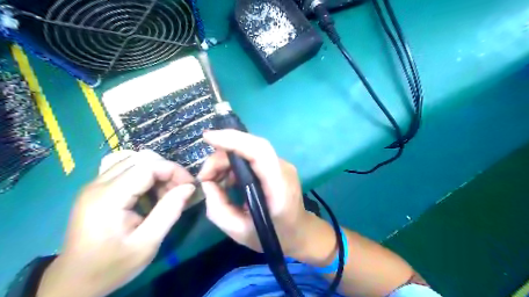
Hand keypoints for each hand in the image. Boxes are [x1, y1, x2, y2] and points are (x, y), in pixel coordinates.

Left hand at [38, 151, 195, 296]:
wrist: (74, 281)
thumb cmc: (112, 265)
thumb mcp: (147, 243)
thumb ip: (169, 212)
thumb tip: (189, 187)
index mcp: (108, 198)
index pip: (148, 166)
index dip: (174, 170)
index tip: (190, 186)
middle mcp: (98, 184)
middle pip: (141, 158)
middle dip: (167, 170)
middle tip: (179, 191)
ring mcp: (95, 184)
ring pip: (134, 160)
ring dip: (157, 171)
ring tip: (166, 192)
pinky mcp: (97, 188)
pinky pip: (126, 168)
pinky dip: (145, 174)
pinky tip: (150, 192)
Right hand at [197, 129, 326, 259]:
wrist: (300, 232)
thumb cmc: (273, 236)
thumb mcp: (239, 232)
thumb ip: (218, 209)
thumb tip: (207, 183)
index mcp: (279, 187)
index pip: (260, 151)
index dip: (234, 140)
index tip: (208, 138)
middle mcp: (283, 169)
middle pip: (251, 147)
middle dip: (222, 156)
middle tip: (205, 176)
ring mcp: (282, 165)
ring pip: (249, 150)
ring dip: (226, 160)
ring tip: (213, 180)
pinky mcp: (277, 166)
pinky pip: (252, 158)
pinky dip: (235, 164)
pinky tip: (227, 180)